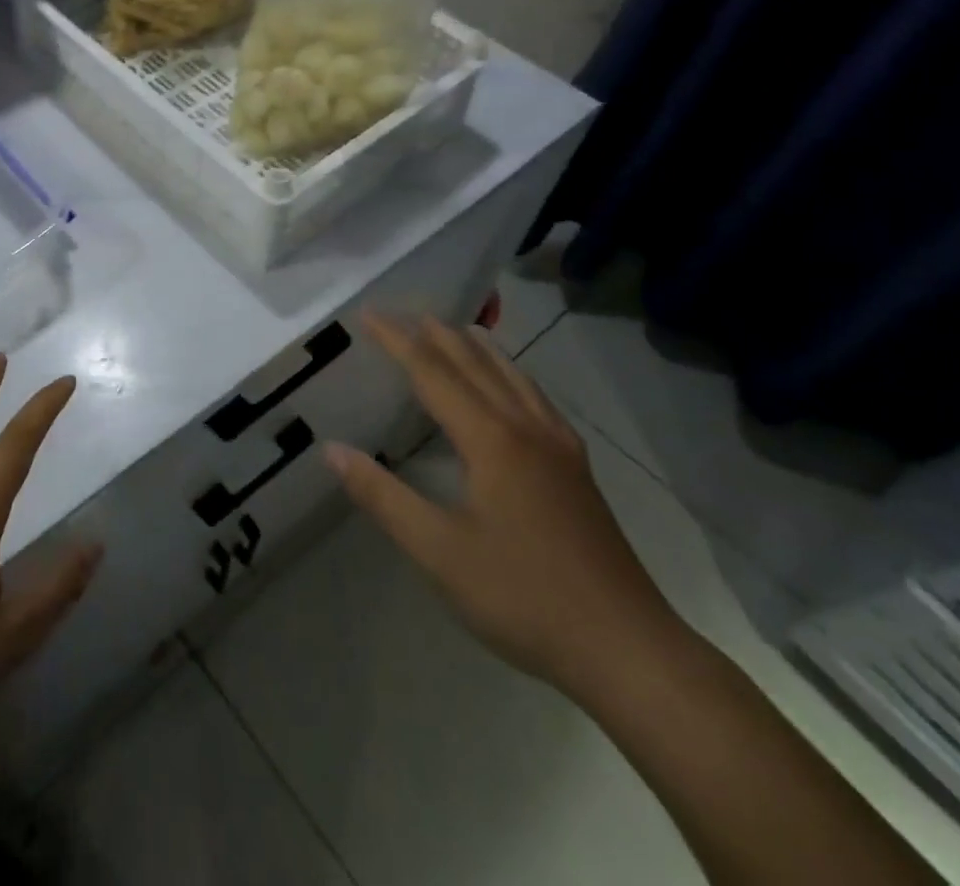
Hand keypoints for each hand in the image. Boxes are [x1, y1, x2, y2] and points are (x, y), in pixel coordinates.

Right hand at [326, 314, 681, 702]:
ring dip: (480, 349)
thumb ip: (383, 497)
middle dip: (439, 335)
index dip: (398, 341)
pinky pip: (537, 401)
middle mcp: (526, 430)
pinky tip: (515, 389)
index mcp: (491, 440)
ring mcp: (559, 449)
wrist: (628, 649)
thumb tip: (332, 450)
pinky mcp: (578, 472)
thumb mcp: (438, 552)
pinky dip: (513, 376)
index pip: (434, 374)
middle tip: (407, 311)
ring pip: (514, 378)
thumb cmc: (523, 597)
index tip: (369, 313)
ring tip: (459, 330)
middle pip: (477, 366)